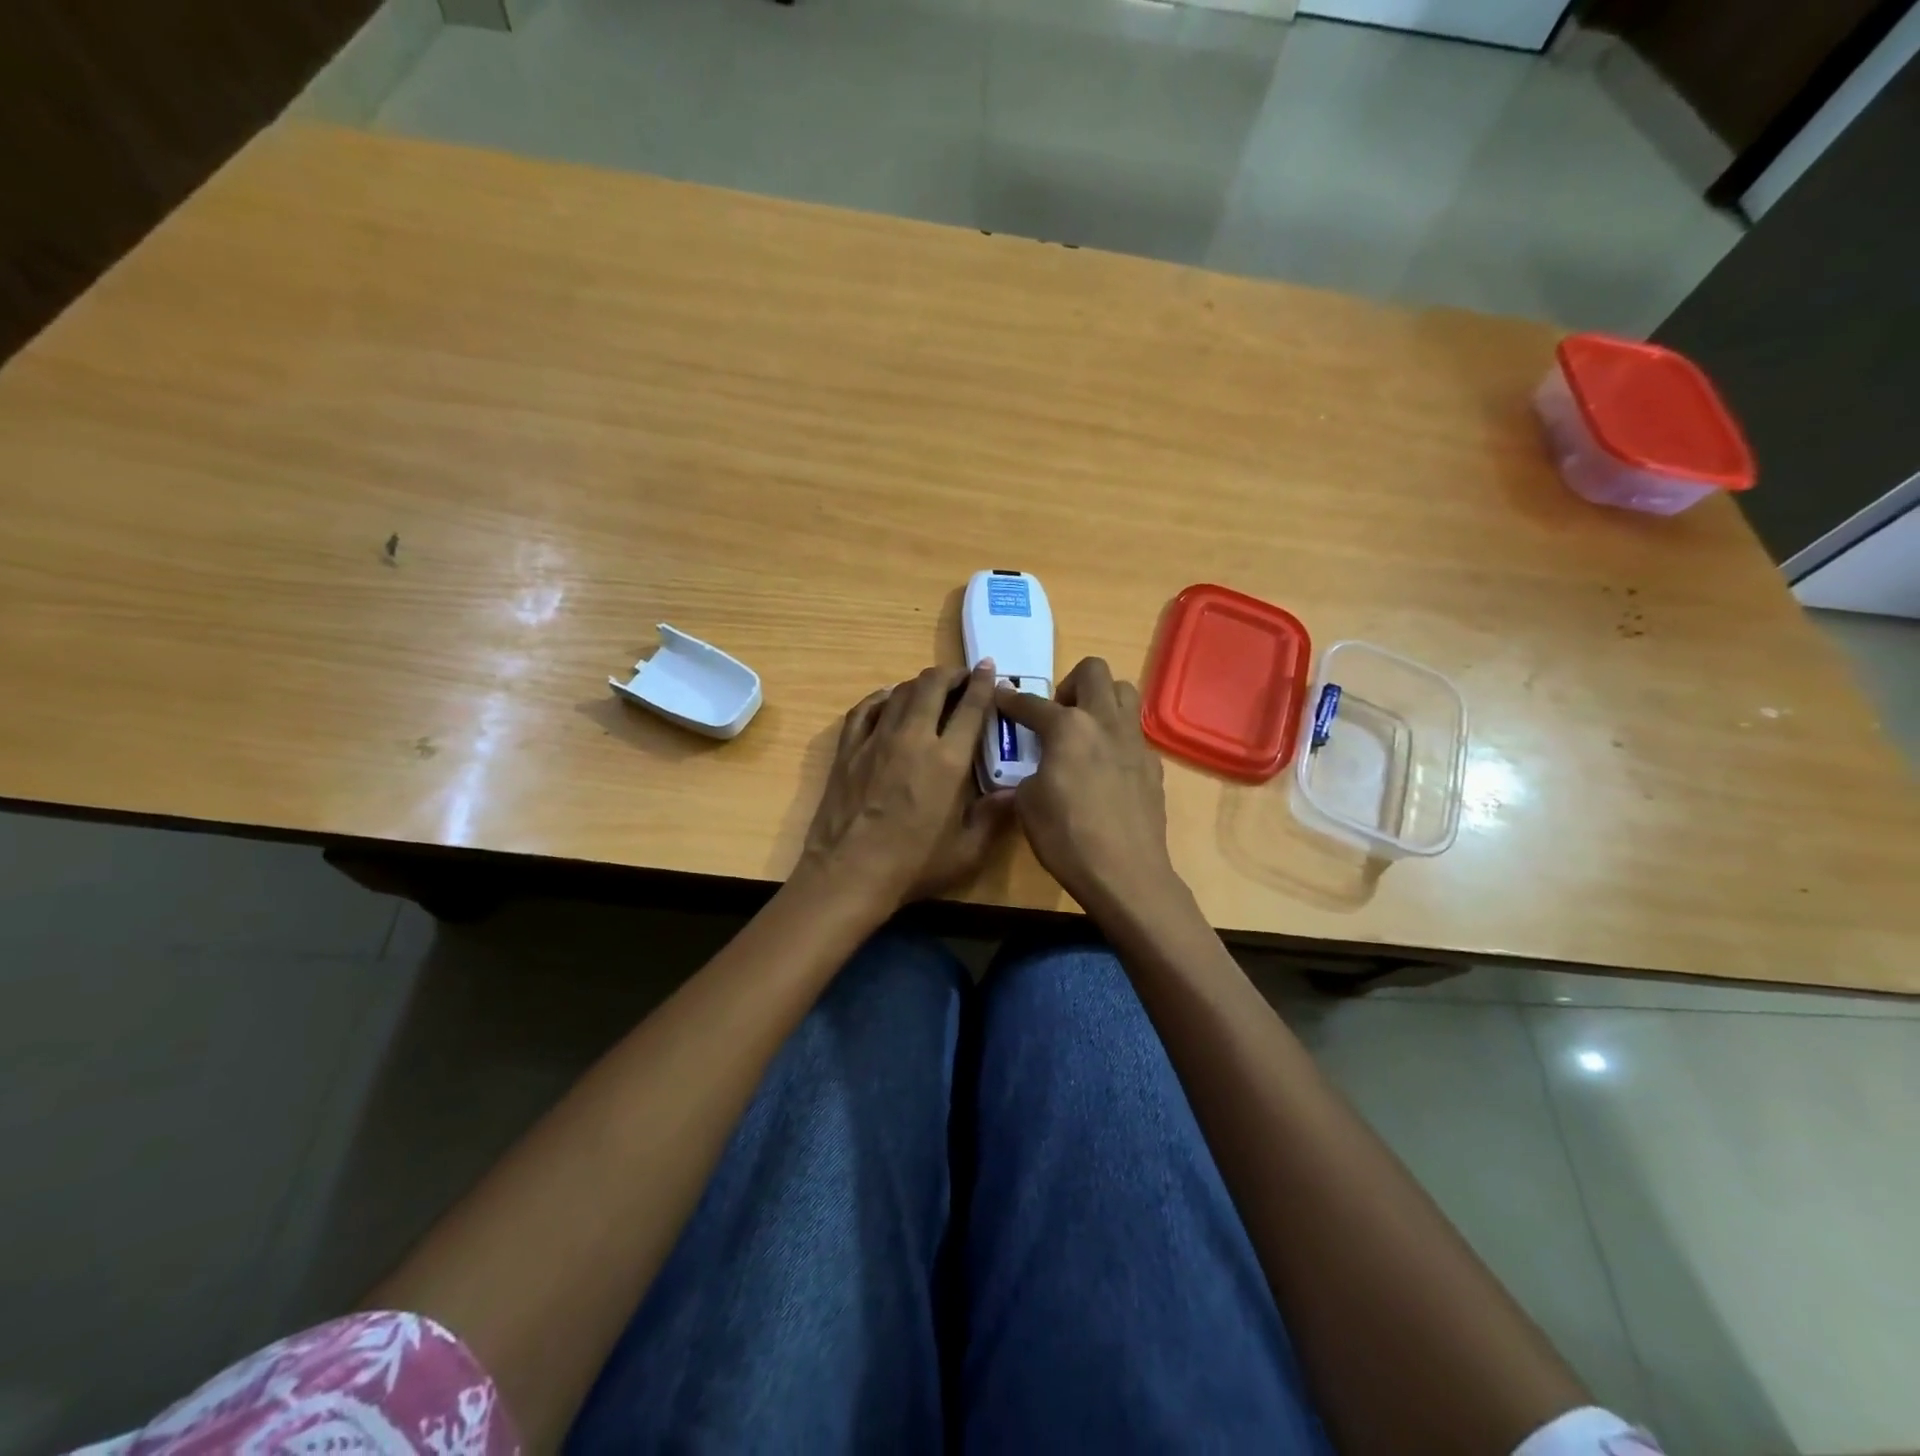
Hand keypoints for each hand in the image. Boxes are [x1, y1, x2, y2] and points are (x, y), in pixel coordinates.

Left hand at [801, 663, 1014, 911]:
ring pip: (899, 692)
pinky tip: (888, 699)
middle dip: (951, 674)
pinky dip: (880, 698)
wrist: (848, 874)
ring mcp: (876, 740)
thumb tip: (1016, 792)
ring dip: (919, 683)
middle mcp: (913, 738)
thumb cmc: (912, 866)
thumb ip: (993, 817)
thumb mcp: (966, 851)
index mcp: (948, 761)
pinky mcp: (848, 749)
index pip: (970, 708)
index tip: (990, 669)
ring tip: (931, 688)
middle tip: (962, 677)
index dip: (983, 683)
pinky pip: (865, 709)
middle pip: (932, 686)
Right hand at [994, 657, 1181, 914]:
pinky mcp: (1153, 765)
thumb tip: (1038, 772)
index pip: (1032, 703)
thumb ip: (1029, 774)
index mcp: (1068, 727)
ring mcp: (1134, 741)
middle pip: (1093, 671)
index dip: (1011, 700)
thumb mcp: (1027, 805)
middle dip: (1069, 684)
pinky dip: (1116, 738)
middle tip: (1058, 714)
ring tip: (1086, 730)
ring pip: (1124, 691)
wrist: (1125, 873)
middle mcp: (1104, 722)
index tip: (1001, 697)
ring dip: (1101, 699)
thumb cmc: (1066, 837)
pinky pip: (1134, 733)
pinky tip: (1106, 769)